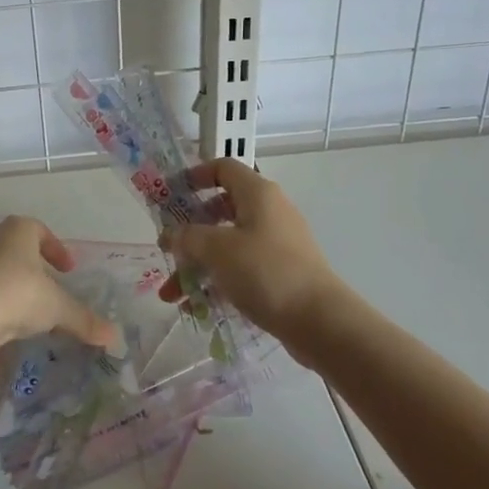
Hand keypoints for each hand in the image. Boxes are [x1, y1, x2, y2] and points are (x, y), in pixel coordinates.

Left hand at [0, 217, 119, 363]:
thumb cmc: (17, 296)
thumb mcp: (57, 308)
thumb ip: (84, 319)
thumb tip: (114, 337)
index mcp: (17, 230)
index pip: (40, 230)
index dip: (56, 249)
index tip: (67, 270)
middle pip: (16, 246)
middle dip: (34, 265)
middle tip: (48, 286)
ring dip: (12, 281)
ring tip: (26, 307)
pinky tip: (2, 319)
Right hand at [158, 159, 343, 342]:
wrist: (320, 321)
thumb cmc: (266, 272)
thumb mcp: (217, 249)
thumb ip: (187, 237)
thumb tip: (171, 235)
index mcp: (258, 193)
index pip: (223, 168)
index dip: (194, 176)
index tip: (171, 194)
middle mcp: (269, 212)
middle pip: (220, 210)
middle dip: (188, 232)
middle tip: (167, 249)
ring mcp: (276, 243)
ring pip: (227, 245)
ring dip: (197, 265)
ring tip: (171, 295)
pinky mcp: (280, 272)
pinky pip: (240, 268)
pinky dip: (217, 281)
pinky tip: (196, 307)